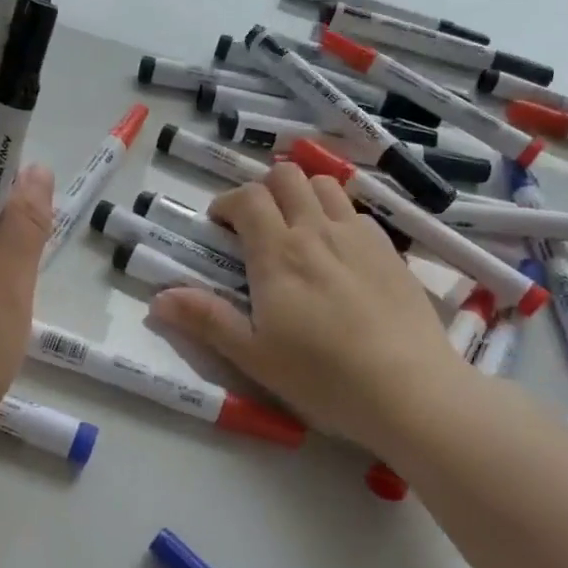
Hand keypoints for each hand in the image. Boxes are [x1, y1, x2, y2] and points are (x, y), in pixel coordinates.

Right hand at [151, 162, 476, 454]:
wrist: (410, 391)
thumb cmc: (323, 377)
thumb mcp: (253, 356)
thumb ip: (206, 320)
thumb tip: (157, 300)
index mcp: (278, 254)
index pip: (248, 198)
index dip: (228, 202)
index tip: (220, 225)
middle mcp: (317, 232)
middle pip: (287, 177)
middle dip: (264, 189)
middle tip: (256, 224)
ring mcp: (359, 237)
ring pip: (325, 186)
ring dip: (303, 195)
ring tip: (297, 228)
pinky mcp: (391, 252)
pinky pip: (358, 212)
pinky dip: (338, 216)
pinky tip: (339, 251)